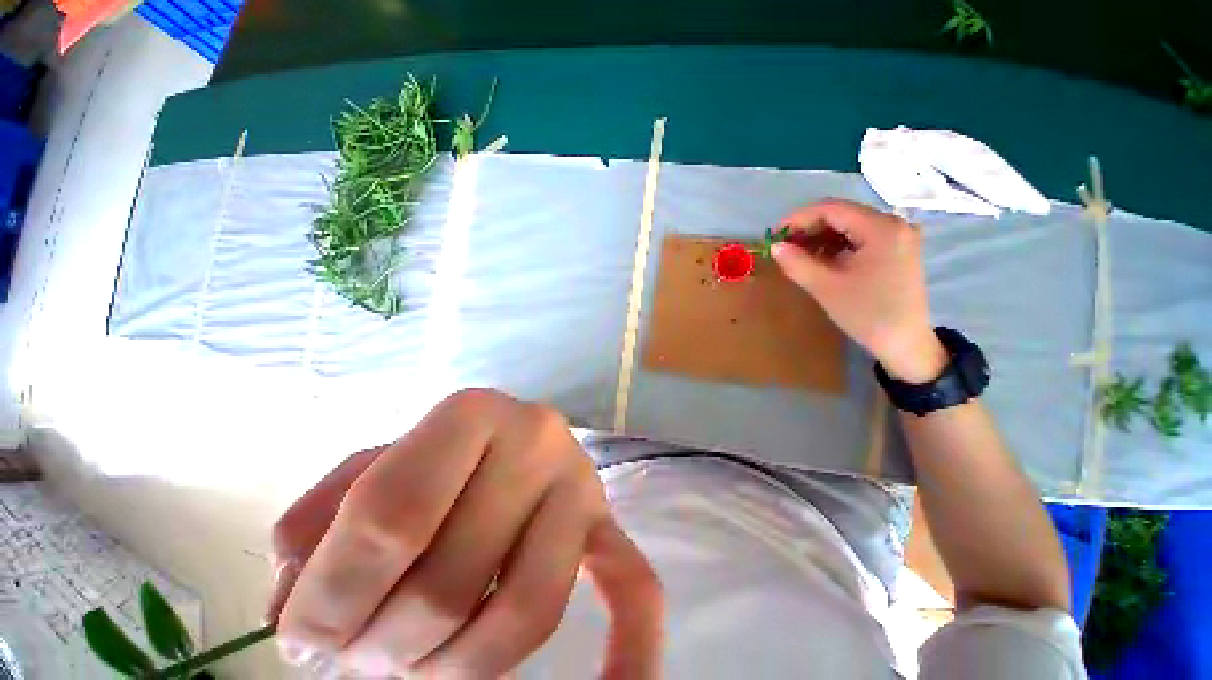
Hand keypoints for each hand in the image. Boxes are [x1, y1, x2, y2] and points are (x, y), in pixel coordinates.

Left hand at [269, 389, 662, 677]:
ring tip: (416, 664)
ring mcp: (580, 486)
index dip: (330, 596)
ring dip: (456, 668)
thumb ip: (314, 526)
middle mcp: (538, 440)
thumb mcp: (363, 467)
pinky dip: (631, 648)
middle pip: (451, 577)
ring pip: (525, 611)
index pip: (391, 515)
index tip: (303, 636)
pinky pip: (634, 587)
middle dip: (380, 644)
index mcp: (473, 413)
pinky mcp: (605, 527)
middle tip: (354, 652)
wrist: (507, 434)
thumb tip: (300, 612)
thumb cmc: (433, 451)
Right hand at [772, 199, 946, 382]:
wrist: (903, 342)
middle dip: (808, 227)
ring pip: (849, 225)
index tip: (774, 235)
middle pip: (842, 214)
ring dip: (820, 237)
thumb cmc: (865, 313)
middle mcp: (893, 223)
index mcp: (881, 228)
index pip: (832, 209)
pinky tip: (819, 259)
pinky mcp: (895, 249)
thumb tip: (775, 247)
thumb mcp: (825, 287)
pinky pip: (859, 237)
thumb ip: (796, 263)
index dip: (799, 218)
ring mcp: (897, 236)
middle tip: (783, 246)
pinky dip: (835, 245)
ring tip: (797, 254)